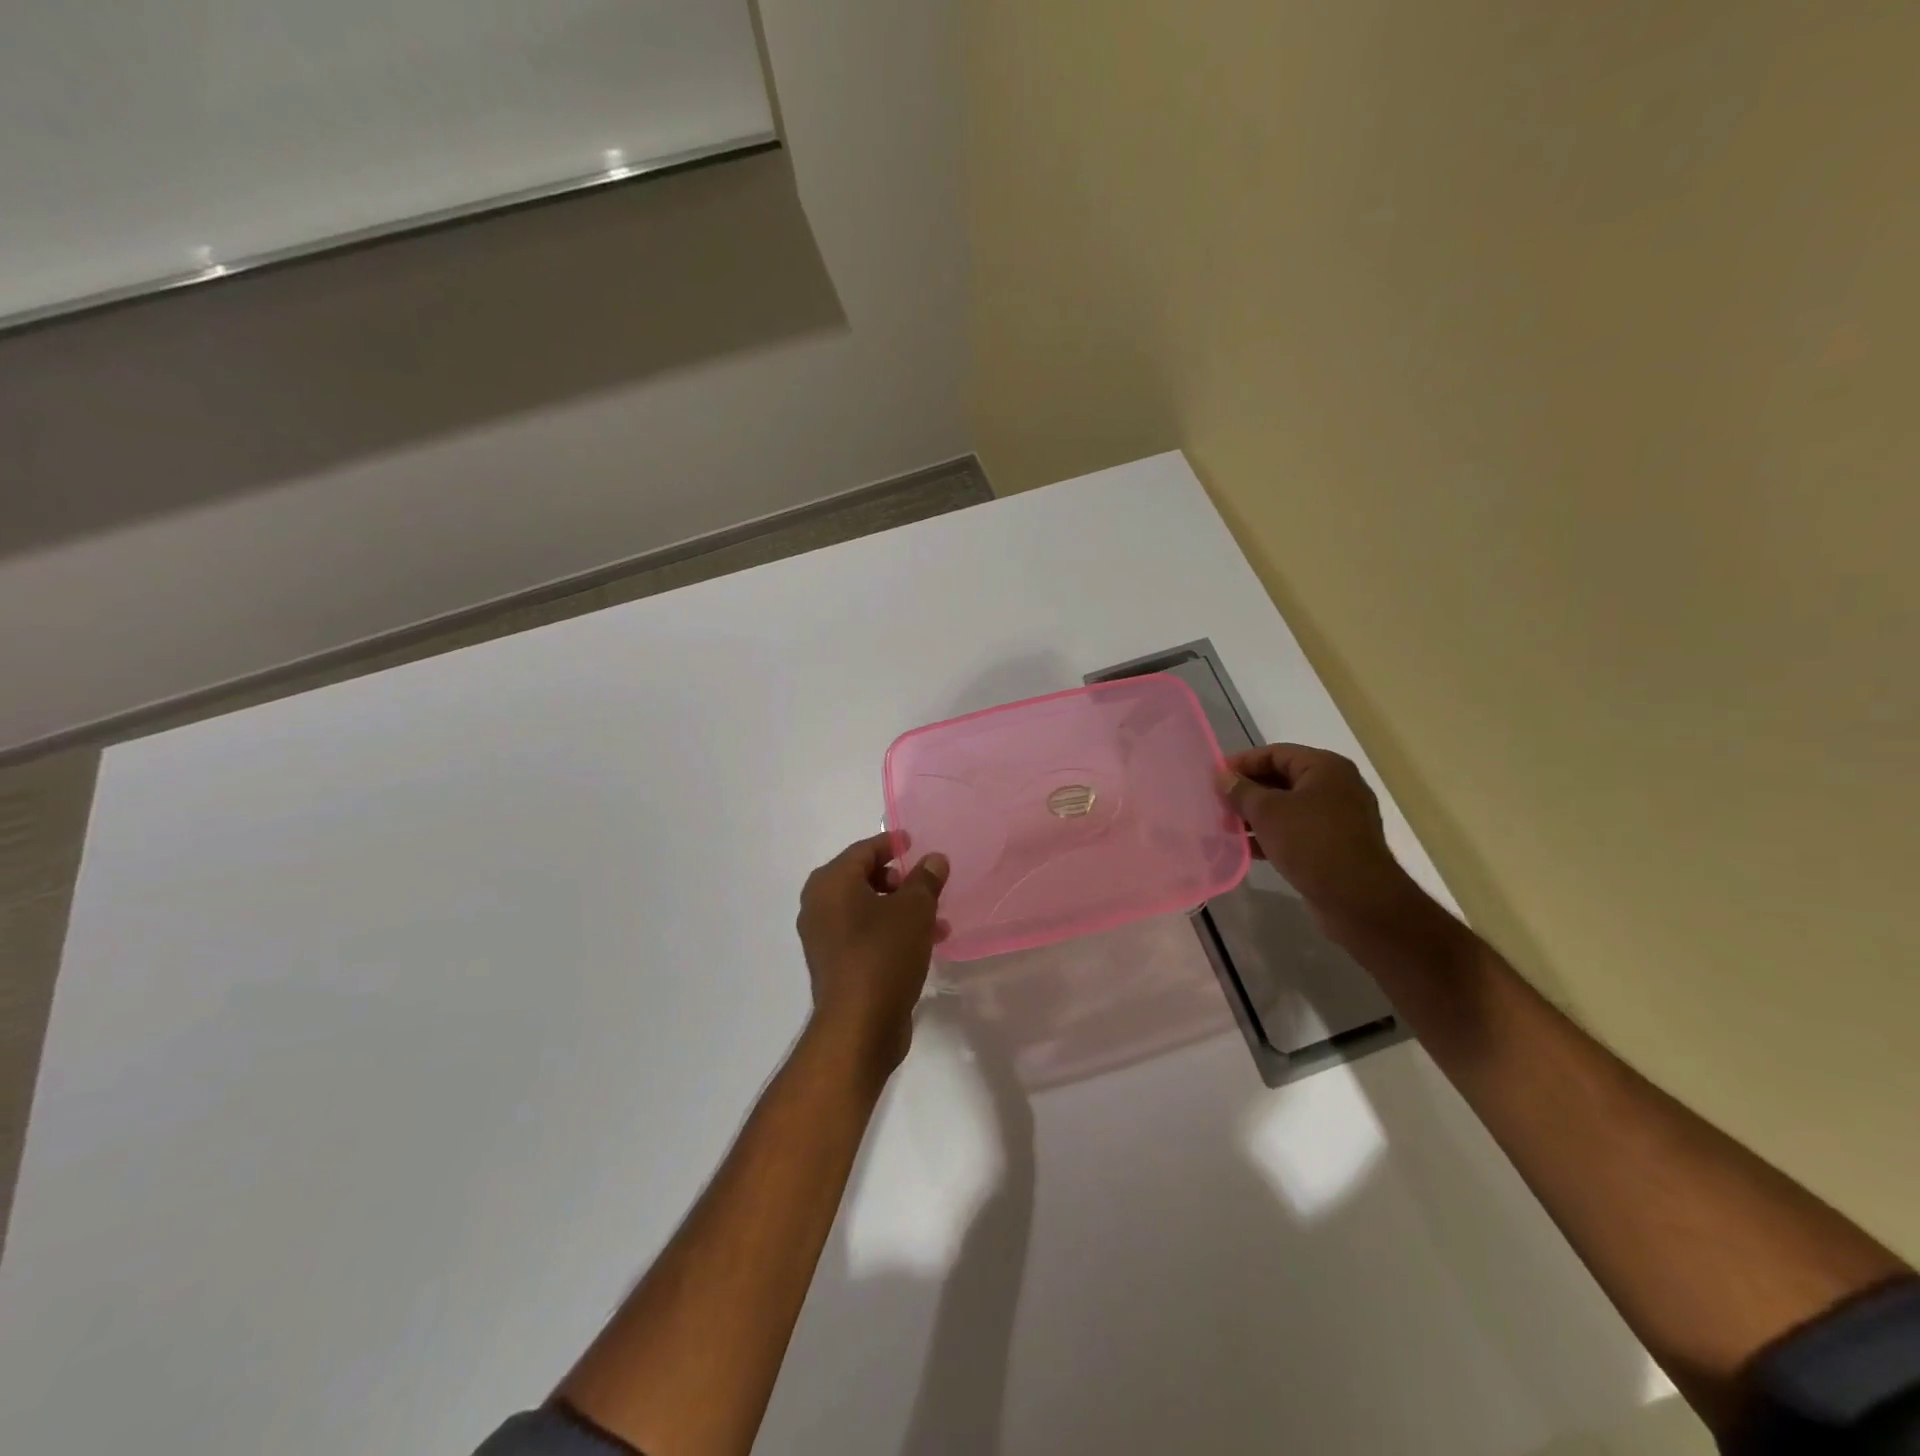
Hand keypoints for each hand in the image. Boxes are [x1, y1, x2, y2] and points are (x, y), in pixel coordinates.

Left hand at [796, 833, 949, 1082]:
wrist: (859, 1027)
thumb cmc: (883, 954)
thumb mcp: (914, 910)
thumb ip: (925, 879)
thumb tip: (934, 859)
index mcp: (830, 883)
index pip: (864, 850)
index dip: (891, 844)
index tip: (914, 843)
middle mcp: (820, 906)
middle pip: (863, 878)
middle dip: (899, 880)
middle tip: (927, 884)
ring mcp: (825, 938)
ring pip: (868, 910)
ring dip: (901, 909)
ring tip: (937, 920)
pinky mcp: (837, 965)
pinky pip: (866, 935)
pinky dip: (891, 932)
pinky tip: (924, 944)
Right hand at [1216, 744, 1420, 934]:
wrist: (1358, 899)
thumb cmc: (1312, 842)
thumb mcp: (1268, 811)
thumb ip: (1241, 790)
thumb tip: (1223, 776)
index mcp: (1325, 768)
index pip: (1275, 753)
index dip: (1242, 763)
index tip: (1214, 778)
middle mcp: (1337, 787)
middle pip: (1282, 779)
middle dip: (1248, 792)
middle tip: (1218, 804)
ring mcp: (1340, 818)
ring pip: (1289, 808)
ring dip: (1257, 816)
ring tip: (1227, 827)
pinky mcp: (1337, 845)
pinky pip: (1298, 831)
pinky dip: (1273, 835)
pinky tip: (1248, 849)